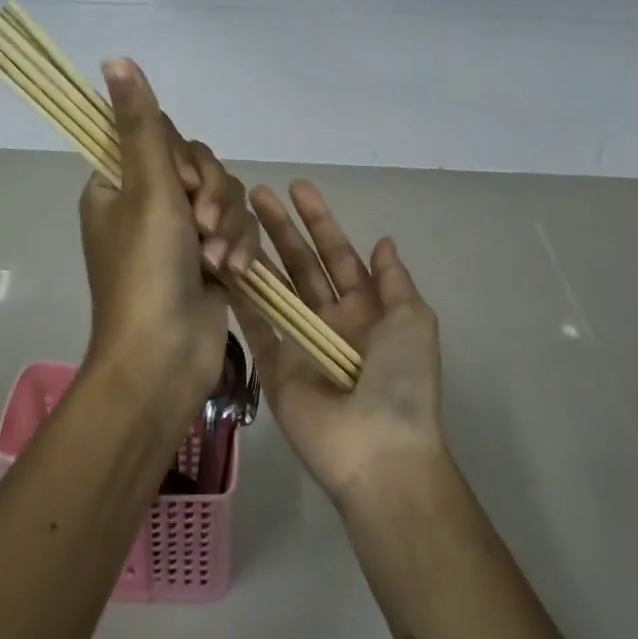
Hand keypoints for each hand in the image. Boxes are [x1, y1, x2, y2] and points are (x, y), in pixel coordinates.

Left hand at [77, 59, 253, 423]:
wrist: (164, 358)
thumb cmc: (147, 270)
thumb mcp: (147, 189)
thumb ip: (139, 123)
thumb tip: (114, 58)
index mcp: (116, 182)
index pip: (158, 137)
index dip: (182, 158)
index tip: (183, 184)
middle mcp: (145, 202)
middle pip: (199, 165)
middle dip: (212, 195)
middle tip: (203, 225)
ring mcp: (178, 231)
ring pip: (224, 196)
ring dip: (228, 226)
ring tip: (219, 260)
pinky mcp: (208, 256)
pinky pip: (234, 228)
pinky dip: (237, 248)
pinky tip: (233, 273)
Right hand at [239, 181, 446, 504]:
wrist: (377, 450)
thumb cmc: (401, 381)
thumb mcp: (413, 320)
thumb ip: (393, 280)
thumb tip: (383, 241)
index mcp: (365, 308)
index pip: (338, 253)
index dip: (319, 220)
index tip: (297, 188)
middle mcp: (330, 319)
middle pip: (301, 263)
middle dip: (282, 228)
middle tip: (256, 194)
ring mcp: (299, 341)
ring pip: (274, 287)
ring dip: (257, 254)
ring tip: (232, 222)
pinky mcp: (273, 363)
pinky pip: (254, 322)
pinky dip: (240, 296)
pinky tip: (224, 264)